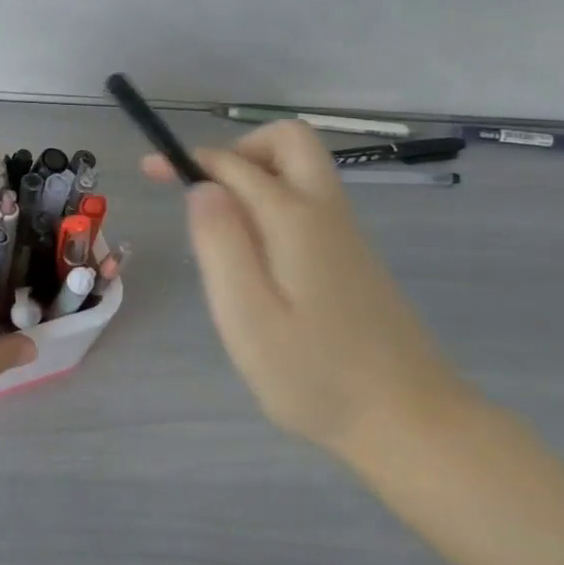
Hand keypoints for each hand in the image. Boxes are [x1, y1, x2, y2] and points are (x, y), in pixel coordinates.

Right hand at [144, 121, 468, 456]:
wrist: (410, 423)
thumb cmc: (314, 375)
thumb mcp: (247, 315)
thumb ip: (220, 244)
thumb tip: (202, 187)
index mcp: (294, 219)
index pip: (234, 164)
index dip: (190, 160)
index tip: (153, 171)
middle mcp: (325, 212)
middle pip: (289, 140)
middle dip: (238, 150)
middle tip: (204, 192)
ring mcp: (345, 234)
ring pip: (300, 170)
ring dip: (255, 177)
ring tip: (221, 234)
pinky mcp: (353, 258)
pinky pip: (307, 203)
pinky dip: (273, 204)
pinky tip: (256, 261)